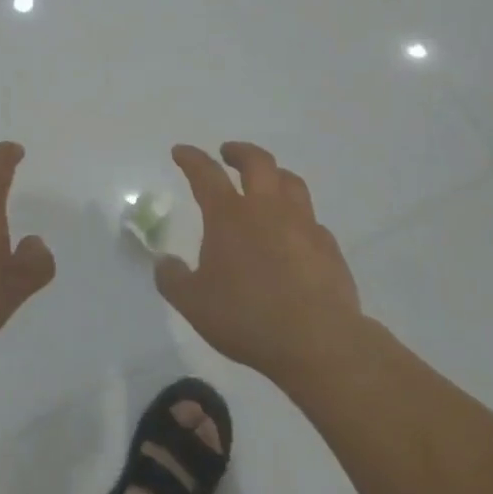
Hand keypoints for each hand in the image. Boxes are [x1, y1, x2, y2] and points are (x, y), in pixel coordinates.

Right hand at [156, 142, 361, 383]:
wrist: (317, 342)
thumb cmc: (247, 317)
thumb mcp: (193, 303)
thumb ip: (173, 279)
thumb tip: (164, 262)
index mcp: (229, 216)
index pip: (206, 174)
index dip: (191, 159)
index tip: (181, 151)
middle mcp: (267, 209)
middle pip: (257, 163)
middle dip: (240, 152)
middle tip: (228, 153)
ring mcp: (303, 225)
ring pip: (291, 182)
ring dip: (274, 174)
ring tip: (266, 181)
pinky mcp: (328, 247)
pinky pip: (311, 220)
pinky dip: (298, 216)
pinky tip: (294, 232)